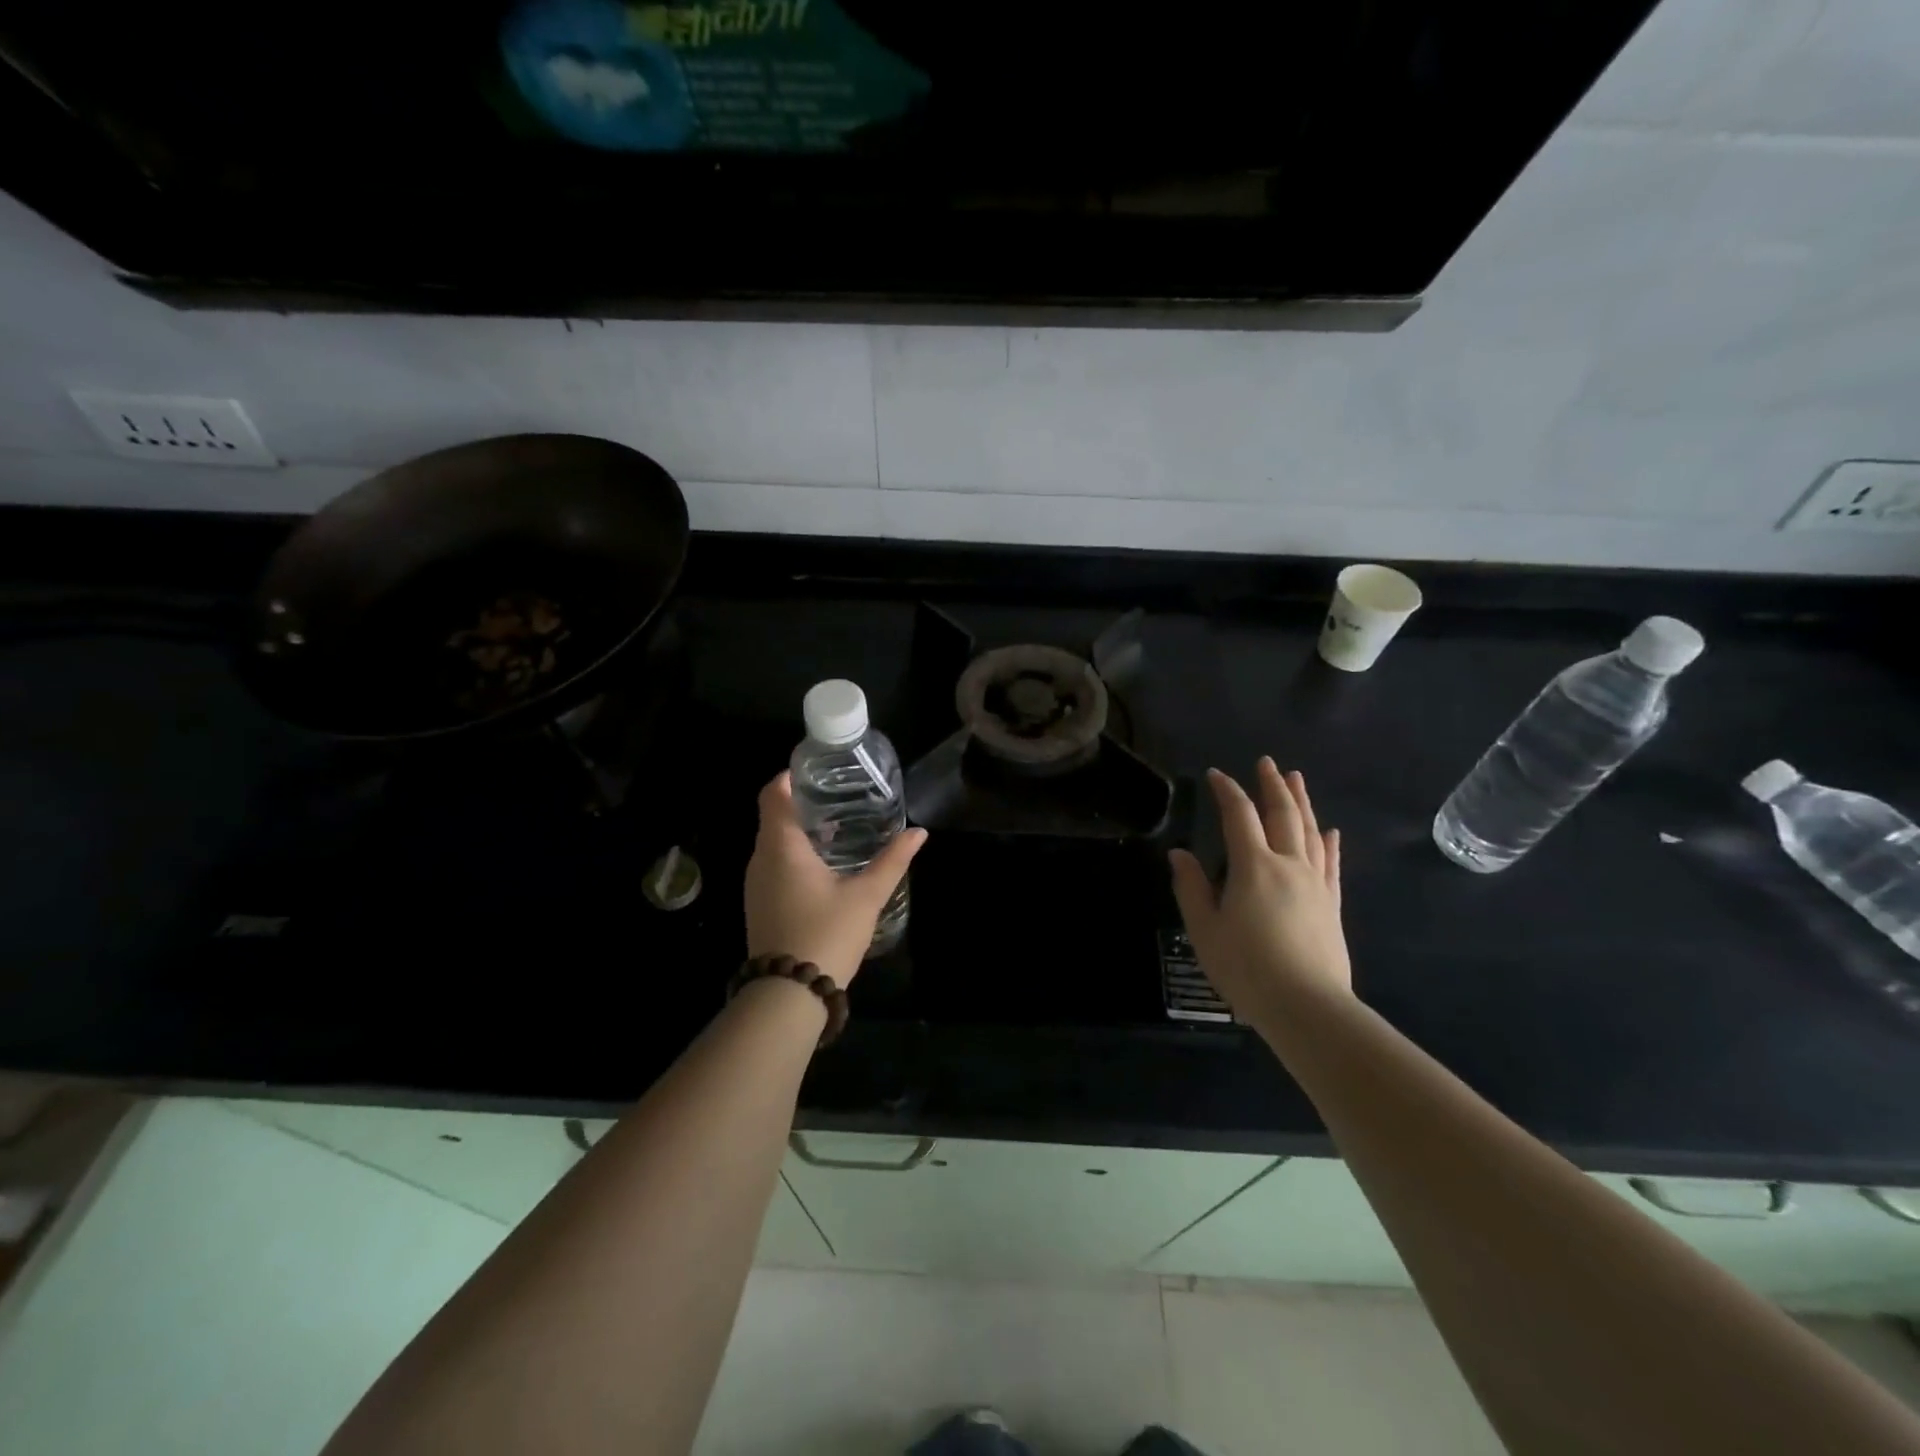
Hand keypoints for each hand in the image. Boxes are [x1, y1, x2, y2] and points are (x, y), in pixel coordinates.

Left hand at [744, 772, 926, 987]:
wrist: (788, 995)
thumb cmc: (826, 934)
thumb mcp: (866, 896)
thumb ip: (892, 861)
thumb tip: (919, 833)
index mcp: (781, 846)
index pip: (774, 793)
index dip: (791, 776)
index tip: (819, 771)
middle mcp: (761, 859)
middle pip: (774, 816)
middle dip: (803, 802)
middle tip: (841, 797)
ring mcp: (756, 884)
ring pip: (774, 842)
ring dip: (800, 831)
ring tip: (838, 827)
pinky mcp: (760, 903)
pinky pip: (774, 864)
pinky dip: (794, 854)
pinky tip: (825, 865)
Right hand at [1169, 759, 1350, 1018]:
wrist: (1307, 1007)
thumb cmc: (1246, 968)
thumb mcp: (1205, 929)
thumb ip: (1192, 888)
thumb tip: (1180, 853)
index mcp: (1253, 867)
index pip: (1238, 816)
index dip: (1227, 791)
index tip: (1215, 775)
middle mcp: (1288, 865)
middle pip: (1282, 815)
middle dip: (1272, 785)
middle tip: (1267, 763)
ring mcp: (1314, 884)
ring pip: (1310, 832)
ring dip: (1302, 803)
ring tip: (1297, 779)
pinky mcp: (1331, 905)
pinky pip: (1331, 864)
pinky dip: (1330, 843)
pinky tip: (1331, 831)